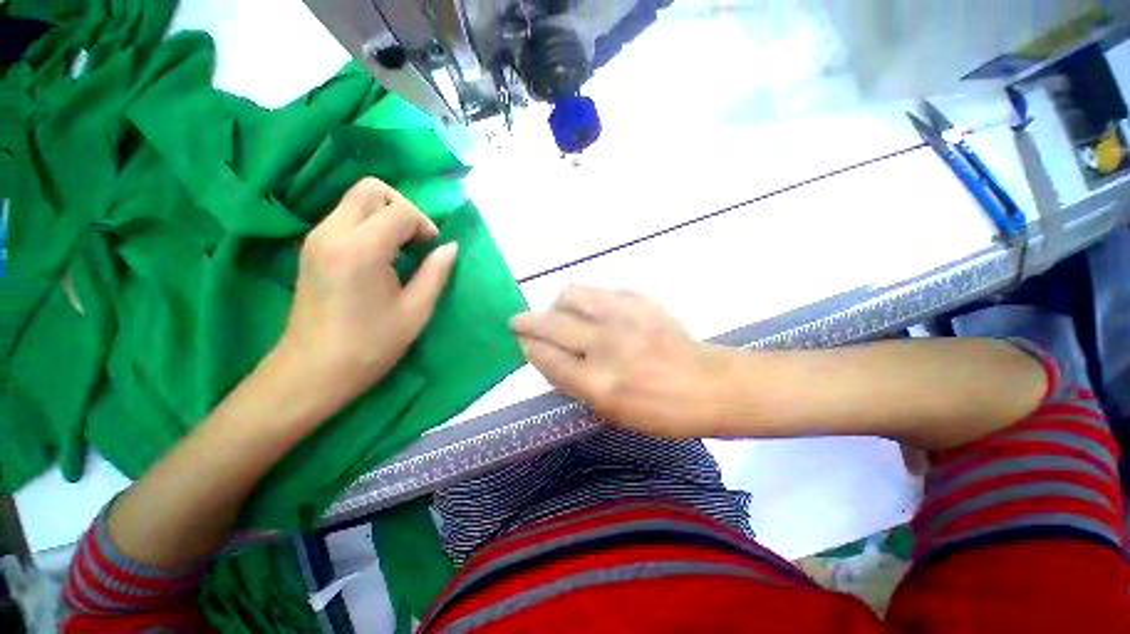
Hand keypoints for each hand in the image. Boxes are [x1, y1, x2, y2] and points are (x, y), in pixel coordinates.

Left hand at [275, 177, 457, 411]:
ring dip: (386, 216)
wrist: (313, 370)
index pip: (400, 211)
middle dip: (402, 208)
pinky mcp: (311, 247)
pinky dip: (369, 225)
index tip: (432, 250)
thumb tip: (450, 247)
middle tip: (416, 241)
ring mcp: (316, 238)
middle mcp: (333, 233)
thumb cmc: (371, 345)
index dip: (424, 225)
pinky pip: (345, 216)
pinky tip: (380, 257)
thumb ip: (436, 272)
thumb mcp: (416, 311)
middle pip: (371, 189)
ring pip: (356, 199)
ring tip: (400, 251)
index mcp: (361, 250)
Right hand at [510, 286, 731, 437]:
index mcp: (598, 383)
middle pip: (551, 324)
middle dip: (527, 322)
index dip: (529, 347)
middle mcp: (605, 345)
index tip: (522, 341)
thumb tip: (551, 358)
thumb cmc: (661, 411)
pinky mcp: (642, 300)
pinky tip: (594, 309)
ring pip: (573, 295)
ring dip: (557, 303)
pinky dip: (590, 299)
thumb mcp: (612, 413)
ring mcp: (624, 317)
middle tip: (520, 321)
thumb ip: (575, 385)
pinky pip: (602, 290)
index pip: (547, 357)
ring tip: (559, 311)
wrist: (710, 385)